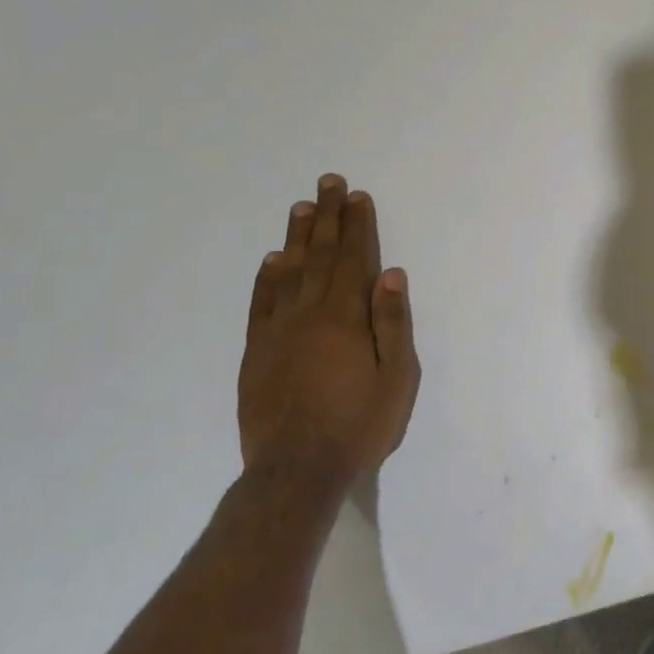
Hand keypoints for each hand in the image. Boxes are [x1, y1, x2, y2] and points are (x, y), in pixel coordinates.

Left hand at [237, 174, 419, 494]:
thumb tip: (392, 274)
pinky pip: (261, 303)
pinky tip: (272, 260)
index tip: (357, 196)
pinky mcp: (257, 352)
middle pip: (320, 255)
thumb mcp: (396, 378)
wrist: (296, 471)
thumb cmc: (359, 424)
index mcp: (345, 317)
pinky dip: (267, 277)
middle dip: (327, 217)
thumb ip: (393, 323)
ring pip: (288, 272)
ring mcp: (278, 332)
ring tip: (302, 207)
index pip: (353, 259)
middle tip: (328, 183)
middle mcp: (309, 314)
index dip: (357, 226)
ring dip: (297, 237)